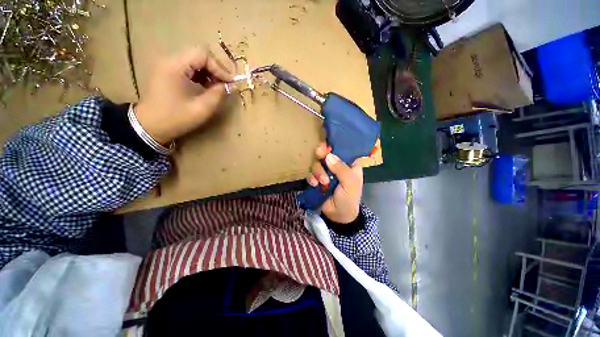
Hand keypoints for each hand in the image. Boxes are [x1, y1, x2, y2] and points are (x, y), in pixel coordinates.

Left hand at [135, 48, 233, 143]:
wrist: (149, 126)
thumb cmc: (175, 118)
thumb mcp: (201, 109)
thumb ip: (218, 95)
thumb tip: (231, 86)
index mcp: (175, 66)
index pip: (203, 54)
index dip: (220, 67)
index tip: (230, 83)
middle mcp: (170, 60)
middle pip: (198, 55)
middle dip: (215, 69)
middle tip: (225, 84)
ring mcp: (167, 65)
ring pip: (194, 60)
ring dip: (209, 72)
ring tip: (217, 87)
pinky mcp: (167, 72)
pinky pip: (188, 67)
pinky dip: (200, 75)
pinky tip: (206, 87)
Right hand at [307, 143, 362, 223]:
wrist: (338, 216)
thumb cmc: (349, 198)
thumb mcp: (350, 183)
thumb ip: (341, 169)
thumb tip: (328, 155)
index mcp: (349, 164)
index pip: (342, 149)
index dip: (334, 146)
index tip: (327, 146)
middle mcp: (337, 166)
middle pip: (326, 154)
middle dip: (322, 155)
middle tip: (319, 154)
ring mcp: (326, 172)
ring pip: (317, 163)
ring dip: (318, 171)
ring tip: (322, 183)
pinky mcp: (317, 179)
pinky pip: (311, 173)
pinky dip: (311, 178)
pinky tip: (315, 185)